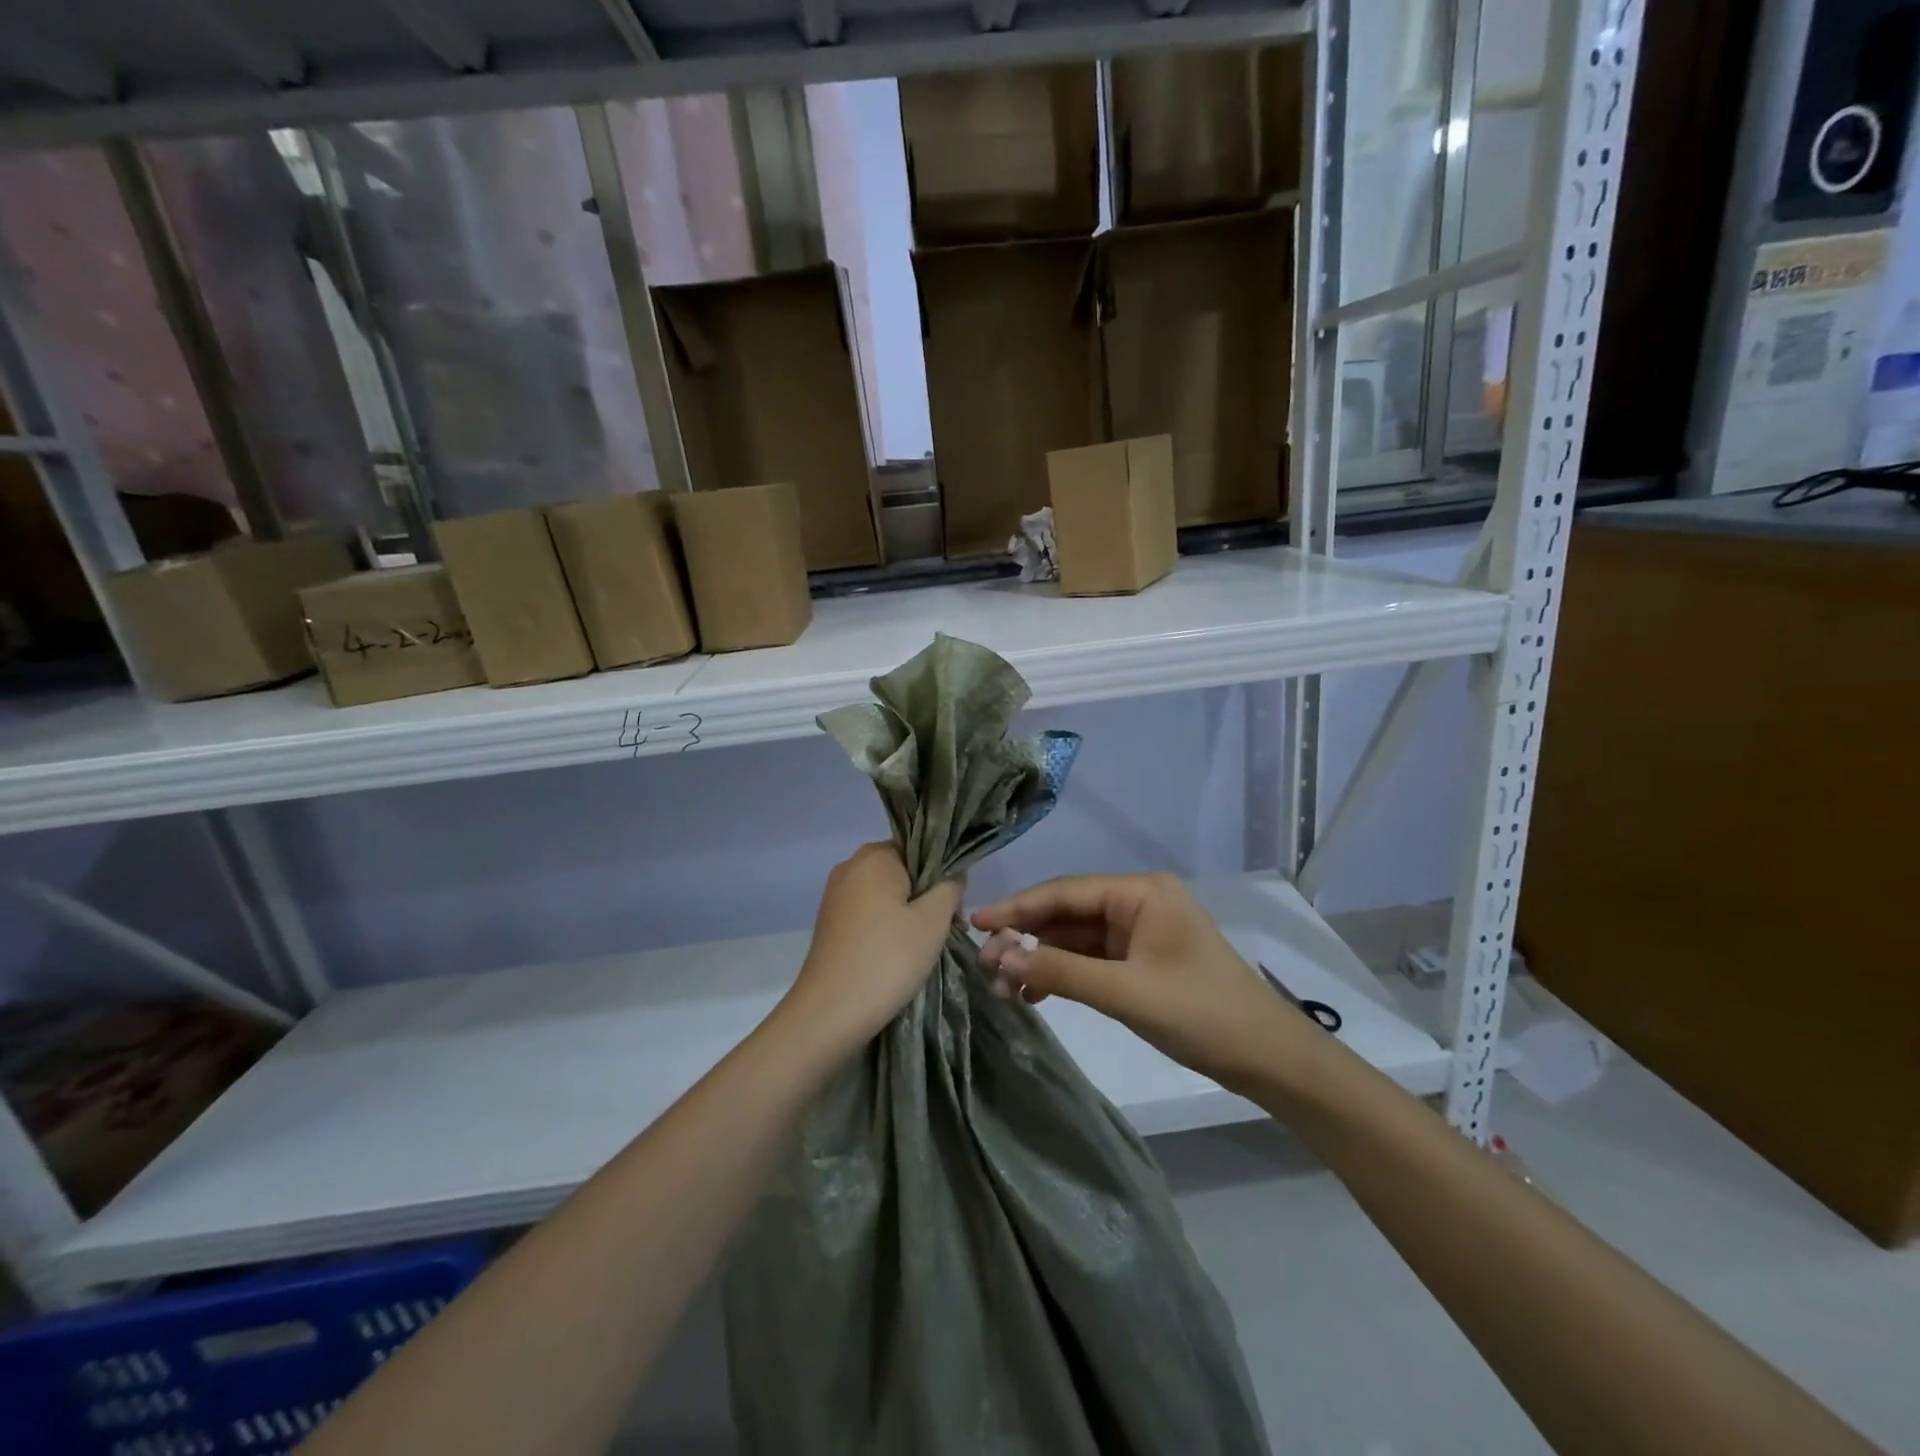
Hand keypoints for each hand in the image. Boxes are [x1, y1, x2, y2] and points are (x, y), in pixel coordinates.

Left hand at [783, 842, 962, 1050]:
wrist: (830, 1012)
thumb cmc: (888, 958)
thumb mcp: (933, 920)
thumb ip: (950, 887)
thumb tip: (951, 875)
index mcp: (875, 856)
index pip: (922, 849)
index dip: (944, 876)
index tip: (956, 909)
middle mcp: (850, 866)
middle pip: (903, 870)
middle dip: (928, 896)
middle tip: (947, 930)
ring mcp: (836, 894)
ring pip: (886, 893)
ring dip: (909, 913)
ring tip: (925, 947)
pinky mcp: (830, 921)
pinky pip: (868, 911)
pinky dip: (887, 925)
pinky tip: (898, 953)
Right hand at [973, 873, 1311, 1093]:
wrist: (1268, 1057)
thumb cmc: (1202, 1013)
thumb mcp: (1127, 993)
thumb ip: (1062, 973)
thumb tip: (1000, 960)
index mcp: (1140, 892)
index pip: (1065, 892)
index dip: (1017, 908)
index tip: (975, 923)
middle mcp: (1137, 902)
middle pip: (1067, 914)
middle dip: (1026, 939)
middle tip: (983, 965)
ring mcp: (1139, 932)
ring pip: (1076, 939)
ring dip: (1041, 961)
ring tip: (1002, 988)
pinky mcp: (1141, 961)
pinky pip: (1091, 960)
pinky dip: (1063, 975)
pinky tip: (1034, 994)